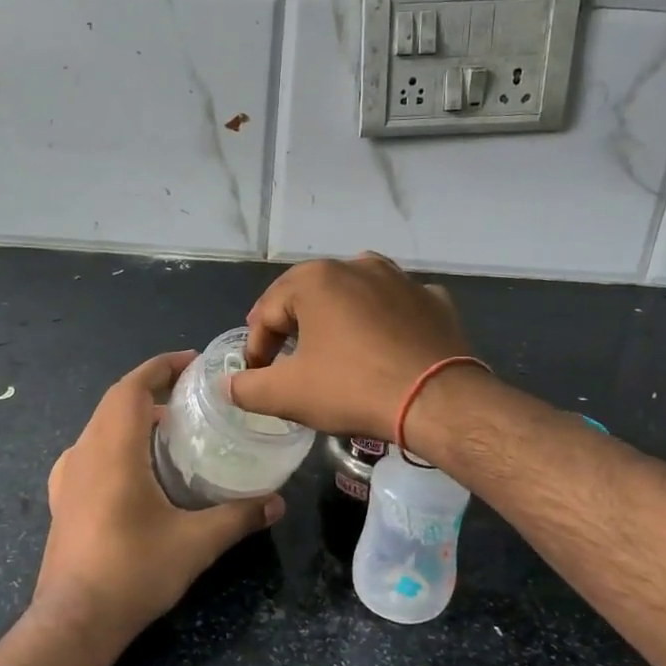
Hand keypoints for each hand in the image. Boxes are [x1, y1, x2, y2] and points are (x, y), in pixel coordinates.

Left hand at [37, 352, 284, 646]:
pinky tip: (135, 466)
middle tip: (190, 391)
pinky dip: (115, 440)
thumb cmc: (133, 572)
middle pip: (115, 401)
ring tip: (169, 424)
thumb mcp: (196, 543)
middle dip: (151, 386)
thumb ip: (238, 517)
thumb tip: (277, 503)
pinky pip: (89, 451)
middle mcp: (84, 452)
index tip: (192, 360)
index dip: (161, 366)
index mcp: (113, 449)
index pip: (132, 387)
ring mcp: (68, 476)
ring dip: (132, 414)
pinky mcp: (62, 499)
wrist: (73, 620)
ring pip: (100, 425)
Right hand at [228, 253, 470, 441]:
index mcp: (316, 279)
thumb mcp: (288, 394)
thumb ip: (247, 387)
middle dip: (293, 329)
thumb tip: (227, 384)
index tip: (258, 377)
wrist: (437, 400)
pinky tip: (382, 348)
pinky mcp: (433, 299)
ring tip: (334, 353)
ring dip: (337, 320)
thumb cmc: (353, 388)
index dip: (256, 347)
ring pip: (353, 296)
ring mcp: (400, 278)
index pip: (267, 312)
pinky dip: (382, 323)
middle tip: (289, 363)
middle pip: (309, 297)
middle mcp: (357, 265)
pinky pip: (395, 307)